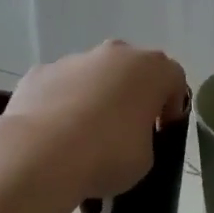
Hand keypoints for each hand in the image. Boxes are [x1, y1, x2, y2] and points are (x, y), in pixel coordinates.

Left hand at [2, 42, 188, 200]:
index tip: (162, 131)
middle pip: (131, 70)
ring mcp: (73, 60)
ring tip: (85, 136)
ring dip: (96, 97)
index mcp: (150, 70)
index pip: (174, 79)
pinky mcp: (39, 73)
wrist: (40, 155)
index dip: (172, 106)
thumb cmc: (108, 155)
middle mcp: (114, 54)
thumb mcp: (146, 158)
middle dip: (132, 94)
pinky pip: (60, 87)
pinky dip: (62, 104)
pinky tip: (55, 135)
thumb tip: (128, 136)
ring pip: (93, 75)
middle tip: (127, 129)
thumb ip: (145, 138)